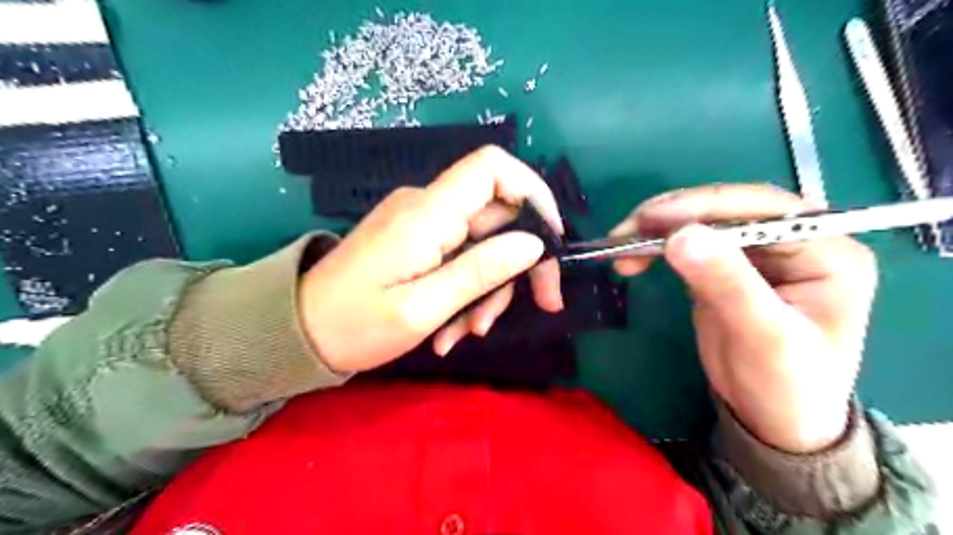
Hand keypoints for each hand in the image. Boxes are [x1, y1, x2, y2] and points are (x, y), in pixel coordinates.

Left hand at [302, 144, 560, 370]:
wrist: (298, 331)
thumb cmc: (354, 325)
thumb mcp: (422, 308)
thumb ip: (480, 271)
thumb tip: (534, 243)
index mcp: (427, 214)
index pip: (492, 167)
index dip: (533, 193)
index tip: (551, 242)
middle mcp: (427, 207)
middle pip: (498, 215)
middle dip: (518, 264)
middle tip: (539, 305)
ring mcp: (422, 225)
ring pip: (483, 243)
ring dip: (488, 289)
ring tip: (465, 333)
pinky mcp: (418, 242)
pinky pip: (461, 257)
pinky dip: (466, 291)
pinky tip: (450, 329)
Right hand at [611, 187, 877, 452]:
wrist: (773, 420)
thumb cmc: (786, 386)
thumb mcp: (764, 337)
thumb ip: (728, 284)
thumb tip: (681, 235)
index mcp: (827, 250)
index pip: (763, 209)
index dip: (705, 207)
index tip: (653, 219)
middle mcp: (795, 242)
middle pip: (727, 209)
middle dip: (673, 216)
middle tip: (627, 230)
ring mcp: (757, 253)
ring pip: (702, 223)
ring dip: (657, 230)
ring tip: (621, 244)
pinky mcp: (726, 268)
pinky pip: (688, 245)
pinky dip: (657, 248)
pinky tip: (633, 257)